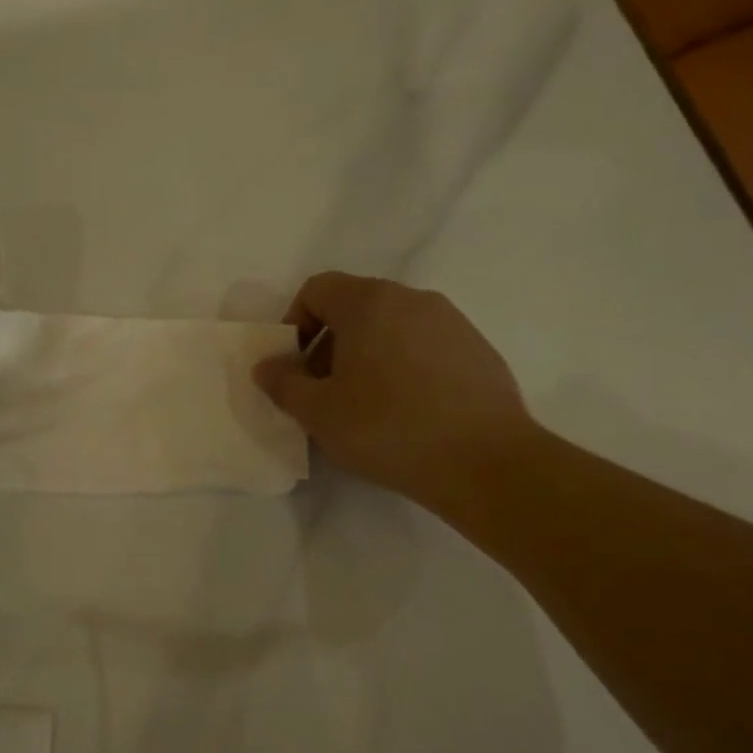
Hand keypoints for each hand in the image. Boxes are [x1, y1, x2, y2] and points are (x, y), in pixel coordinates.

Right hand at [254, 272, 534, 514]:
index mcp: (370, 302)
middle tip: (322, 392)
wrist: (486, 463)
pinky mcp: (477, 350)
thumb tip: (266, 366)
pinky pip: (424, 347)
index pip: (317, 289)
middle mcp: (413, 298)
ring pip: (391, 327)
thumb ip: (283, 383)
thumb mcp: (319, 413)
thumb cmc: (388, 429)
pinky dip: (402, 368)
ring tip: (363, 407)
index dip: (293, 323)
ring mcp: (452, 322)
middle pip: (355, 307)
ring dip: (365, 357)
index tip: (293, 367)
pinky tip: (406, 413)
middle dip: (327, 345)